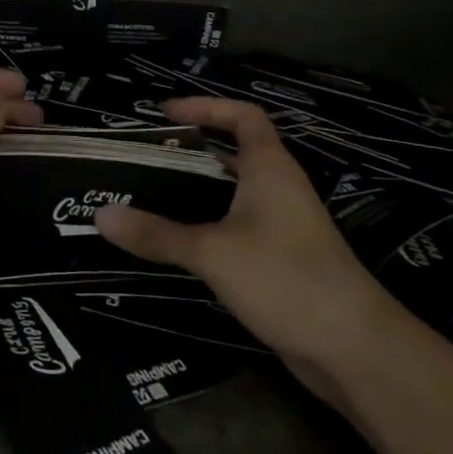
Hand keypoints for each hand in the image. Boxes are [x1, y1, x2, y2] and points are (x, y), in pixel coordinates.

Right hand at [94, 97, 388, 370]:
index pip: (242, 115)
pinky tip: (180, 241)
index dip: (205, 106)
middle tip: (146, 156)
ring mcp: (285, 224)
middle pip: (235, 151)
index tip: (165, 112)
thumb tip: (100, 216)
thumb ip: (157, 234)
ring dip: (198, 188)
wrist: (352, 347)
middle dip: (192, 148)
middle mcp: (279, 186)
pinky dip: (210, 222)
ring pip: (235, 191)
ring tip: (150, 193)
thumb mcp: (212, 252)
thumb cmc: (284, 278)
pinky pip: (240, 225)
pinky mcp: (283, 258)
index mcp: (269, 167)